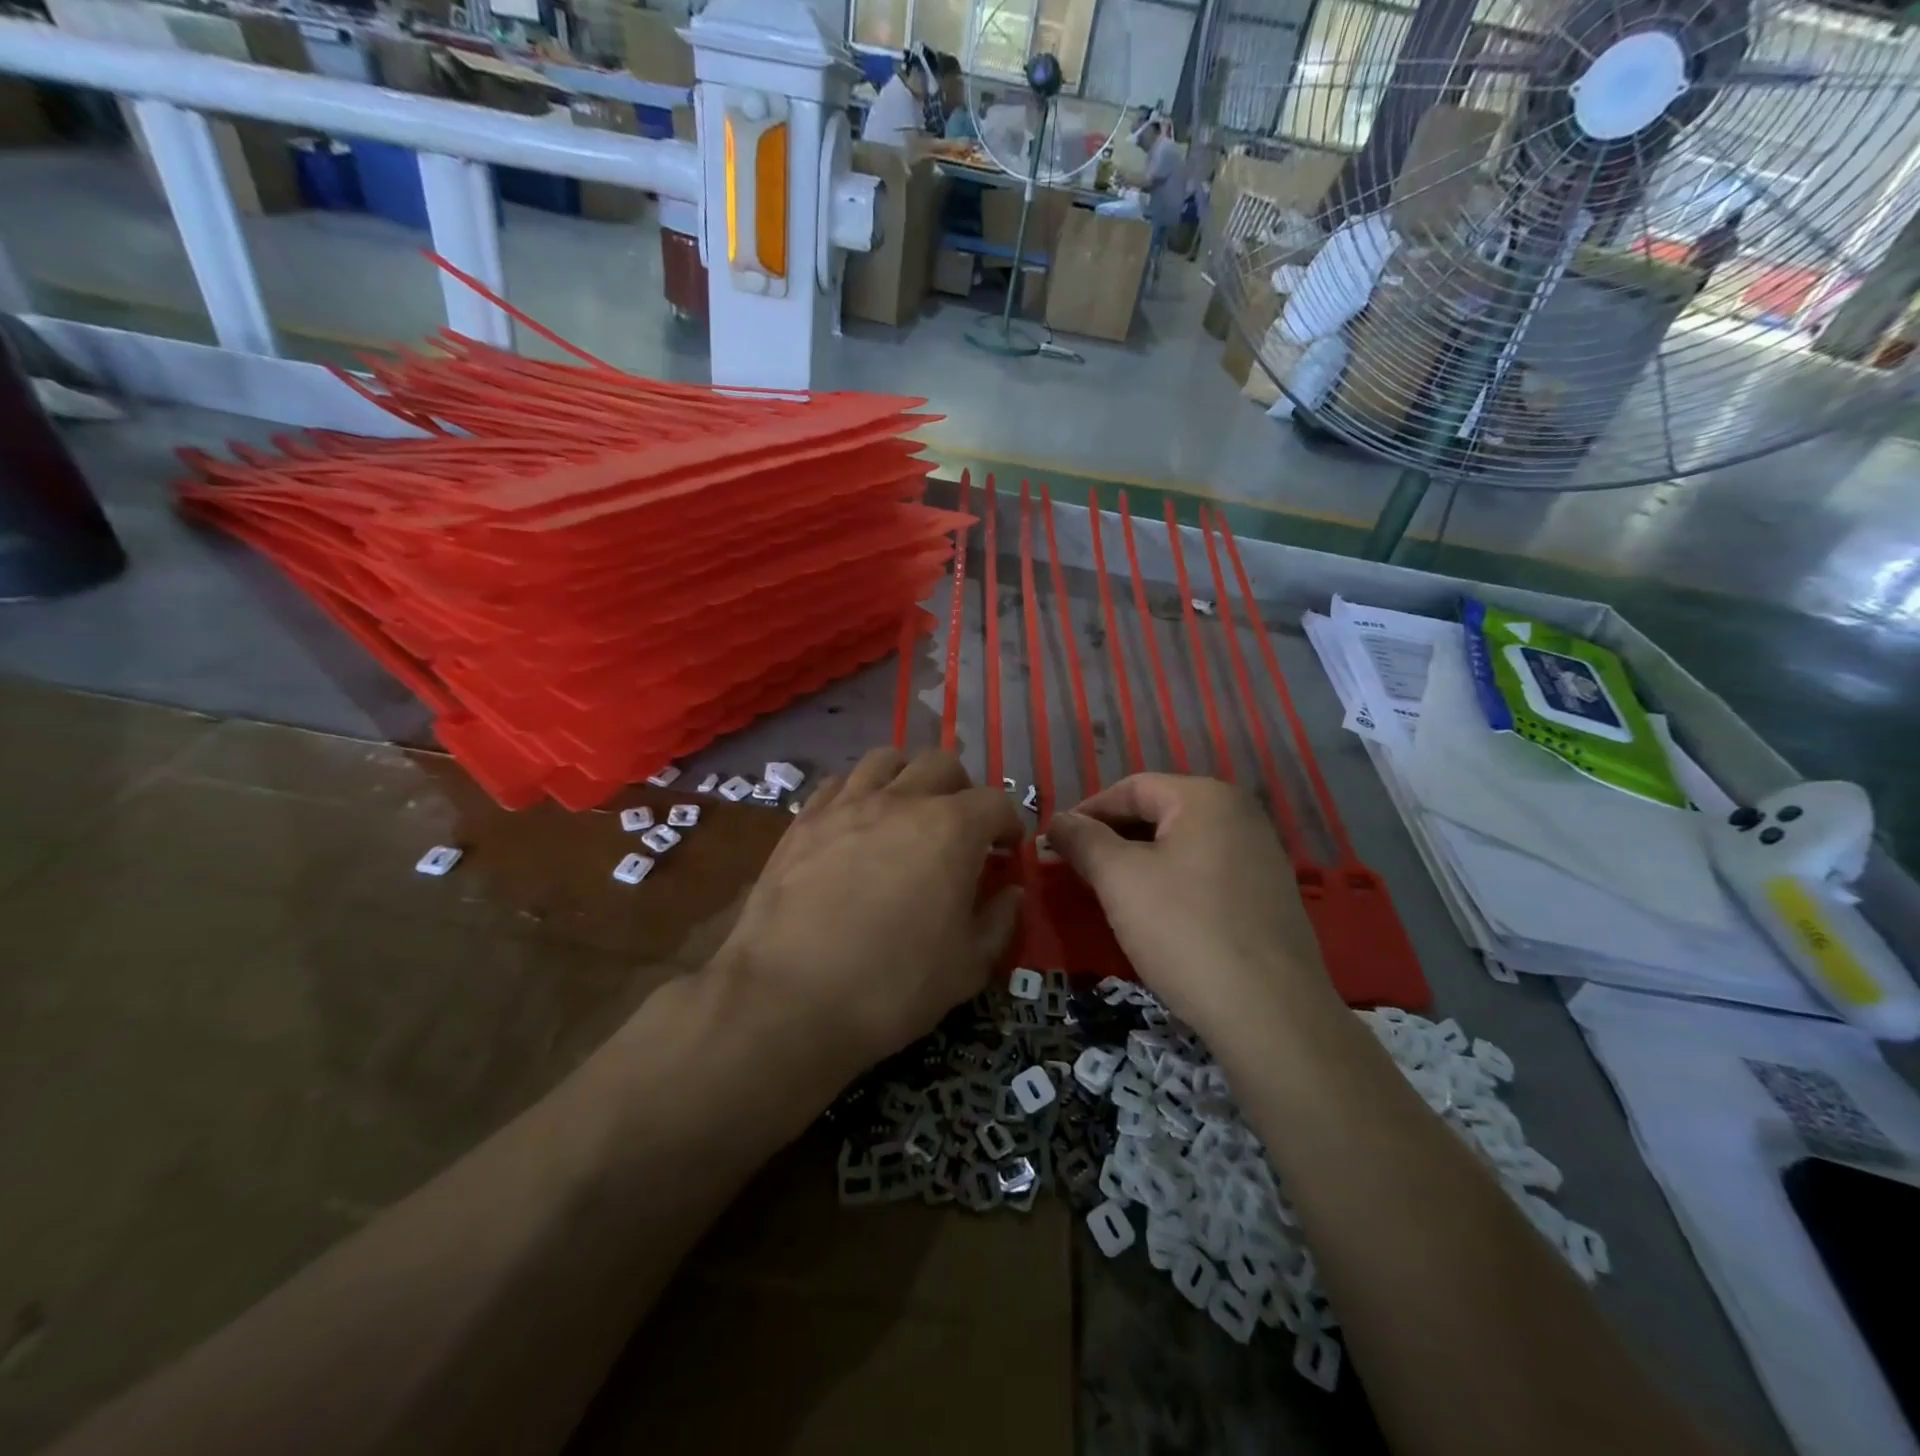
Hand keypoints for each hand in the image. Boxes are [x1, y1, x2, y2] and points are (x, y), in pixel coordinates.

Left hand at [711, 747, 1023, 1084]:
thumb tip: (1010, 892)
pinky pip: (838, 782)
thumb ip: (997, 922)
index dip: (1008, 823)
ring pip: (886, 758)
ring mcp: (847, 805)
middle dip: (962, 789)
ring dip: (907, 776)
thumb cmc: (892, 986)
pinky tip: (856, 822)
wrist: (788, 998)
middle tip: (960, 828)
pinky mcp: (804, 820)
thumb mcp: (966, 968)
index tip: (1005, 849)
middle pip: (941, 763)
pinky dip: (858, 791)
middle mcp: (901, 801)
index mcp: (952, 829)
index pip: (996, 802)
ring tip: (907, 810)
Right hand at [1047, 774, 1334, 1038]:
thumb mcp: (1119, 880)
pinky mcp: (1269, 896)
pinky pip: (1206, 873)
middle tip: (1077, 871)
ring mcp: (1262, 856)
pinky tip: (1155, 917)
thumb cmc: (1185, 931)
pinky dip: (1171, 883)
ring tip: (1109, 895)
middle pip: (1158, 813)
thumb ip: (1083, 840)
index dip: (1087, 812)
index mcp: (1207, 798)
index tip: (1055, 844)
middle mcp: (1241, 815)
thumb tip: (1058, 822)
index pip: (1131, 788)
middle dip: (1112, 838)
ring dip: (1139, 862)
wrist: (1271, 1016)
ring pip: (1181, 845)